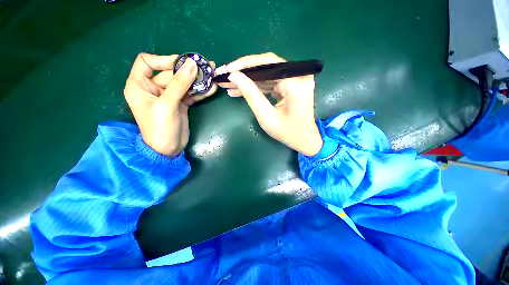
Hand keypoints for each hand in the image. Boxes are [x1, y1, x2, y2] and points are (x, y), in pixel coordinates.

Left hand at [124, 53, 216, 156]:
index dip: (164, 60)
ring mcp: (169, 96)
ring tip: (213, 75)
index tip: (183, 64)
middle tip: (207, 67)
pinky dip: (200, 91)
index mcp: (139, 85)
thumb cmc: (160, 128)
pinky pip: (190, 93)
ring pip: (183, 83)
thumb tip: (192, 64)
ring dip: (198, 80)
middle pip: (171, 73)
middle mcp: (153, 88)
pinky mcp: (180, 103)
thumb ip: (179, 84)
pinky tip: (211, 89)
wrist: (168, 149)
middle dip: (189, 71)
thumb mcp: (167, 105)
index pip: (147, 62)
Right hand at [217, 53, 321, 155]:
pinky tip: (240, 90)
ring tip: (229, 85)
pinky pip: (270, 82)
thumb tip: (235, 76)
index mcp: (296, 83)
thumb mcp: (267, 117)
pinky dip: (256, 86)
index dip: (245, 65)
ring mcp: (296, 80)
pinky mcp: (291, 85)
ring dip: (247, 80)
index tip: (227, 70)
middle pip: (266, 66)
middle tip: (224, 76)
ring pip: (266, 74)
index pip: (268, 64)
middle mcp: (299, 76)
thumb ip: (251, 95)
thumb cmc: (288, 133)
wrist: (305, 140)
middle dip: (244, 72)